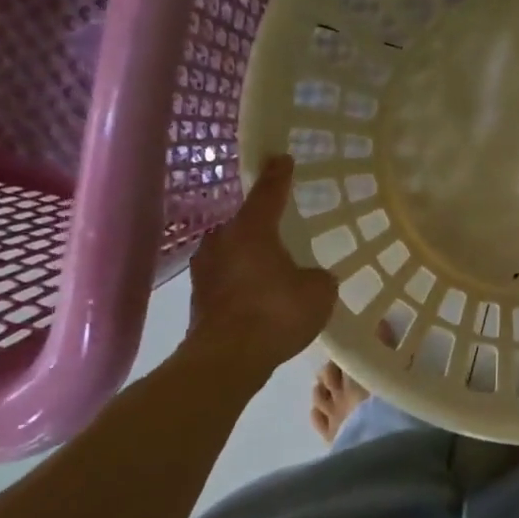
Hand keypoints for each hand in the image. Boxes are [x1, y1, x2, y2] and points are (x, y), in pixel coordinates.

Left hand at [182, 156, 337, 384]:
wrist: (226, 359)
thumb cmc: (276, 313)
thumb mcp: (318, 292)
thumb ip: (318, 277)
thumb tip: (312, 277)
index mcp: (252, 229)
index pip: (269, 193)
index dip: (279, 175)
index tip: (282, 158)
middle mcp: (223, 240)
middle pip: (245, 223)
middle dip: (263, 224)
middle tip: (283, 226)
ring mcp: (205, 269)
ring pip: (233, 251)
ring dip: (250, 255)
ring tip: (273, 265)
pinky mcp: (199, 297)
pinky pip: (227, 277)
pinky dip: (243, 281)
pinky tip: (260, 295)